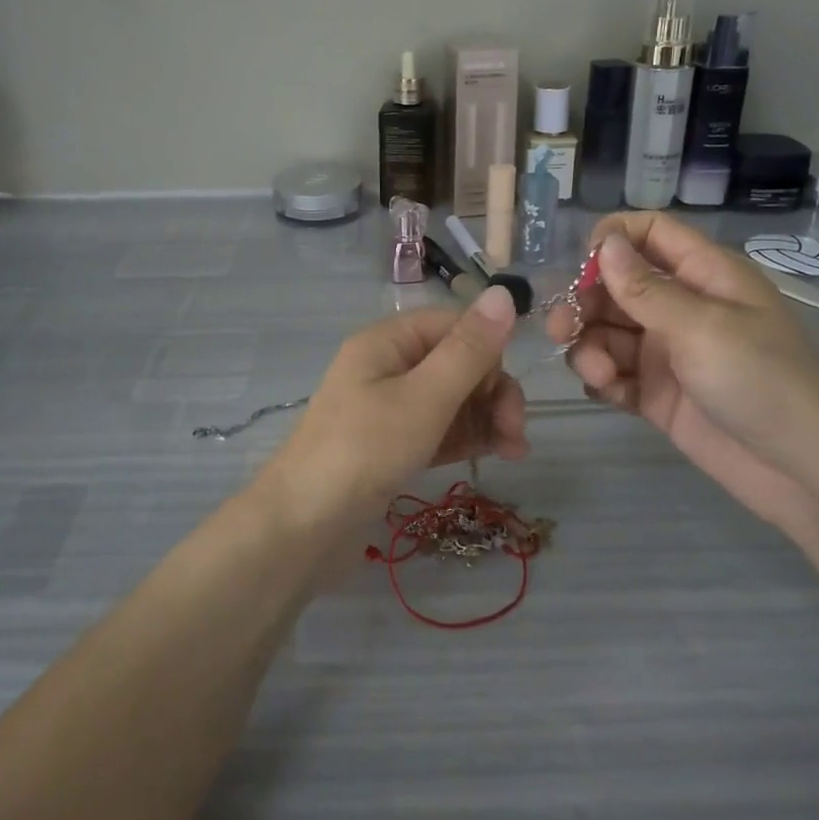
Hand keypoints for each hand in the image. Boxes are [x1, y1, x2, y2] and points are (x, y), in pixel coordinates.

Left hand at [257, 285, 527, 534]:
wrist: (303, 527)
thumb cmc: (365, 451)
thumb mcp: (424, 397)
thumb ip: (469, 350)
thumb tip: (505, 292)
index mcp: (387, 341)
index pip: (453, 325)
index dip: (489, 351)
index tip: (509, 391)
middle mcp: (387, 367)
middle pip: (457, 362)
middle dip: (493, 391)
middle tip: (514, 432)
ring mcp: (388, 409)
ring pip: (453, 399)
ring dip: (487, 417)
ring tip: (514, 452)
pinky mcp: (392, 446)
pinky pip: (440, 429)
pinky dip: (467, 438)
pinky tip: (494, 455)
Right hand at [549, 212, 818, 525]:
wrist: (804, 470)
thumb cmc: (761, 379)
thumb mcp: (701, 326)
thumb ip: (645, 288)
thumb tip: (606, 242)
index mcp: (703, 276)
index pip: (651, 234)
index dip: (614, 239)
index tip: (582, 264)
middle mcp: (681, 307)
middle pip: (616, 286)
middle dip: (585, 303)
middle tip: (563, 328)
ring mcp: (667, 353)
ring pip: (607, 333)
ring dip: (590, 349)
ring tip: (600, 376)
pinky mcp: (656, 395)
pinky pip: (614, 375)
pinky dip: (602, 380)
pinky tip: (606, 392)